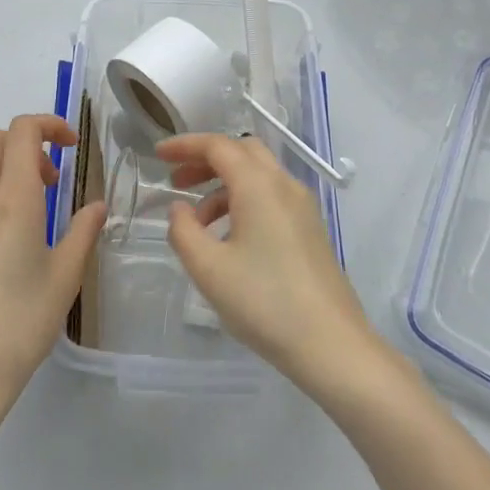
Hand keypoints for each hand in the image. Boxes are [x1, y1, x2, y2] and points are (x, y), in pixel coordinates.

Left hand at [0, 115, 106, 429]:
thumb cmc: (22, 323)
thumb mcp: (66, 276)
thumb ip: (83, 231)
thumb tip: (97, 206)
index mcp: (13, 199)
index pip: (22, 131)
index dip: (48, 124)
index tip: (71, 146)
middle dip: (23, 143)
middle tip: (49, 179)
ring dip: (3, 170)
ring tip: (30, 212)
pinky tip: (2, 249)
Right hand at [159, 133, 377, 395]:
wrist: (331, 344)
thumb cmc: (264, 301)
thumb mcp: (209, 269)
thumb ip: (184, 231)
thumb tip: (179, 208)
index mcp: (259, 185)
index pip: (218, 146)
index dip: (185, 145)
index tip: (158, 154)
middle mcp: (284, 185)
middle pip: (241, 152)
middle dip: (206, 160)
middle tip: (177, 182)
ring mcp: (303, 206)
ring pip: (258, 175)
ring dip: (224, 185)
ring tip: (197, 222)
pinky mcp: (311, 229)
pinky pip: (271, 196)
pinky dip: (243, 201)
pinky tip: (228, 238)